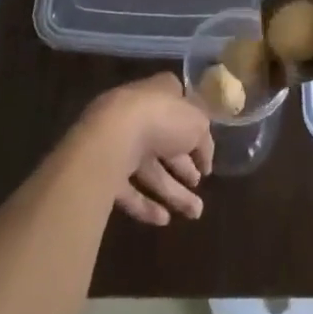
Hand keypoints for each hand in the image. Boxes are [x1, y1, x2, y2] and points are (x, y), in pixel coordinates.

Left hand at [78, 74, 213, 225]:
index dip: (195, 132)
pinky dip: (147, 205)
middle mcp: (141, 115)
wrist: (113, 137)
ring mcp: (122, 144)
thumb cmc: (162, 118)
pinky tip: (165, 220)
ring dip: (174, 192)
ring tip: (195, 214)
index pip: (181, 109)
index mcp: (161, 93)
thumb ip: (204, 140)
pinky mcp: (107, 172)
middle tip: (201, 187)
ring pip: (151, 171)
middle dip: (186, 169)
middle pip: (167, 145)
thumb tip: (205, 157)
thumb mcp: (198, 123)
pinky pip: (130, 191)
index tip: (205, 154)